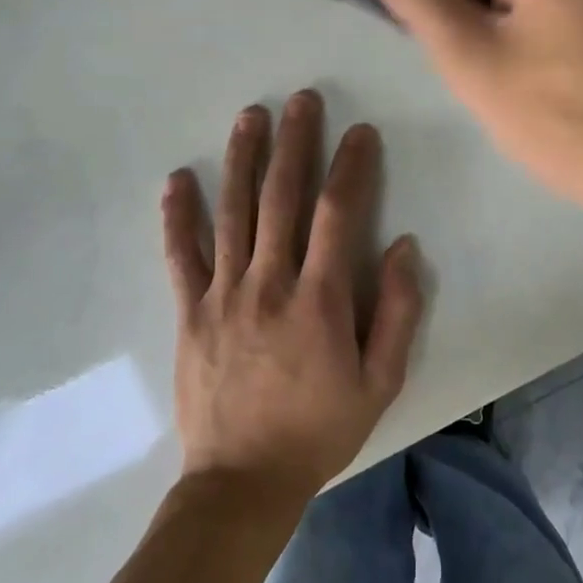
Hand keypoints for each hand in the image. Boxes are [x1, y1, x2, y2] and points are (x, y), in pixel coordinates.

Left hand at [162, 90, 421, 503]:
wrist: (241, 483)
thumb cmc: (319, 430)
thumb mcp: (380, 382)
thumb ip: (399, 312)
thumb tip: (404, 246)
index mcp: (320, 299)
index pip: (338, 214)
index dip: (351, 166)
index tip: (360, 132)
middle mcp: (270, 283)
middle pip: (282, 197)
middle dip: (295, 142)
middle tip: (302, 99)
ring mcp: (223, 294)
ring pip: (232, 212)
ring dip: (242, 159)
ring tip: (250, 116)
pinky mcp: (190, 311)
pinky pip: (181, 255)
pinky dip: (178, 215)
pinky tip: (178, 178)